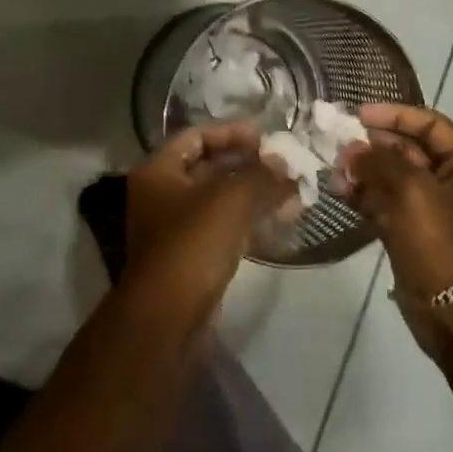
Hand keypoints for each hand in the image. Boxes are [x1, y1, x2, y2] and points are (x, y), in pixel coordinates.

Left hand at [124, 122, 292, 312]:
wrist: (168, 318)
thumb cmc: (193, 245)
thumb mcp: (231, 200)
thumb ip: (261, 175)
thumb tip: (285, 165)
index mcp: (158, 171)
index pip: (196, 136)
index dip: (231, 132)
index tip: (266, 136)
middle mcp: (161, 195)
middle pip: (209, 167)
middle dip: (249, 165)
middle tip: (286, 164)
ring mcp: (176, 228)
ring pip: (220, 200)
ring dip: (255, 194)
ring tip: (294, 192)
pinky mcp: (192, 257)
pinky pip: (224, 227)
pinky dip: (251, 220)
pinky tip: (283, 220)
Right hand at [341, 103, 452, 304]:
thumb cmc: (443, 245)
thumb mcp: (413, 193)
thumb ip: (380, 163)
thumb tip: (352, 149)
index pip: (432, 126)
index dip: (397, 115)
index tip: (360, 115)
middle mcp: (452, 185)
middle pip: (410, 150)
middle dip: (374, 145)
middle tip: (340, 144)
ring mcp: (431, 211)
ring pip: (393, 178)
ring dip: (365, 171)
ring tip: (335, 170)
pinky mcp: (412, 234)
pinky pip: (385, 204)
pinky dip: (364, 196)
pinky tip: (339, 191)